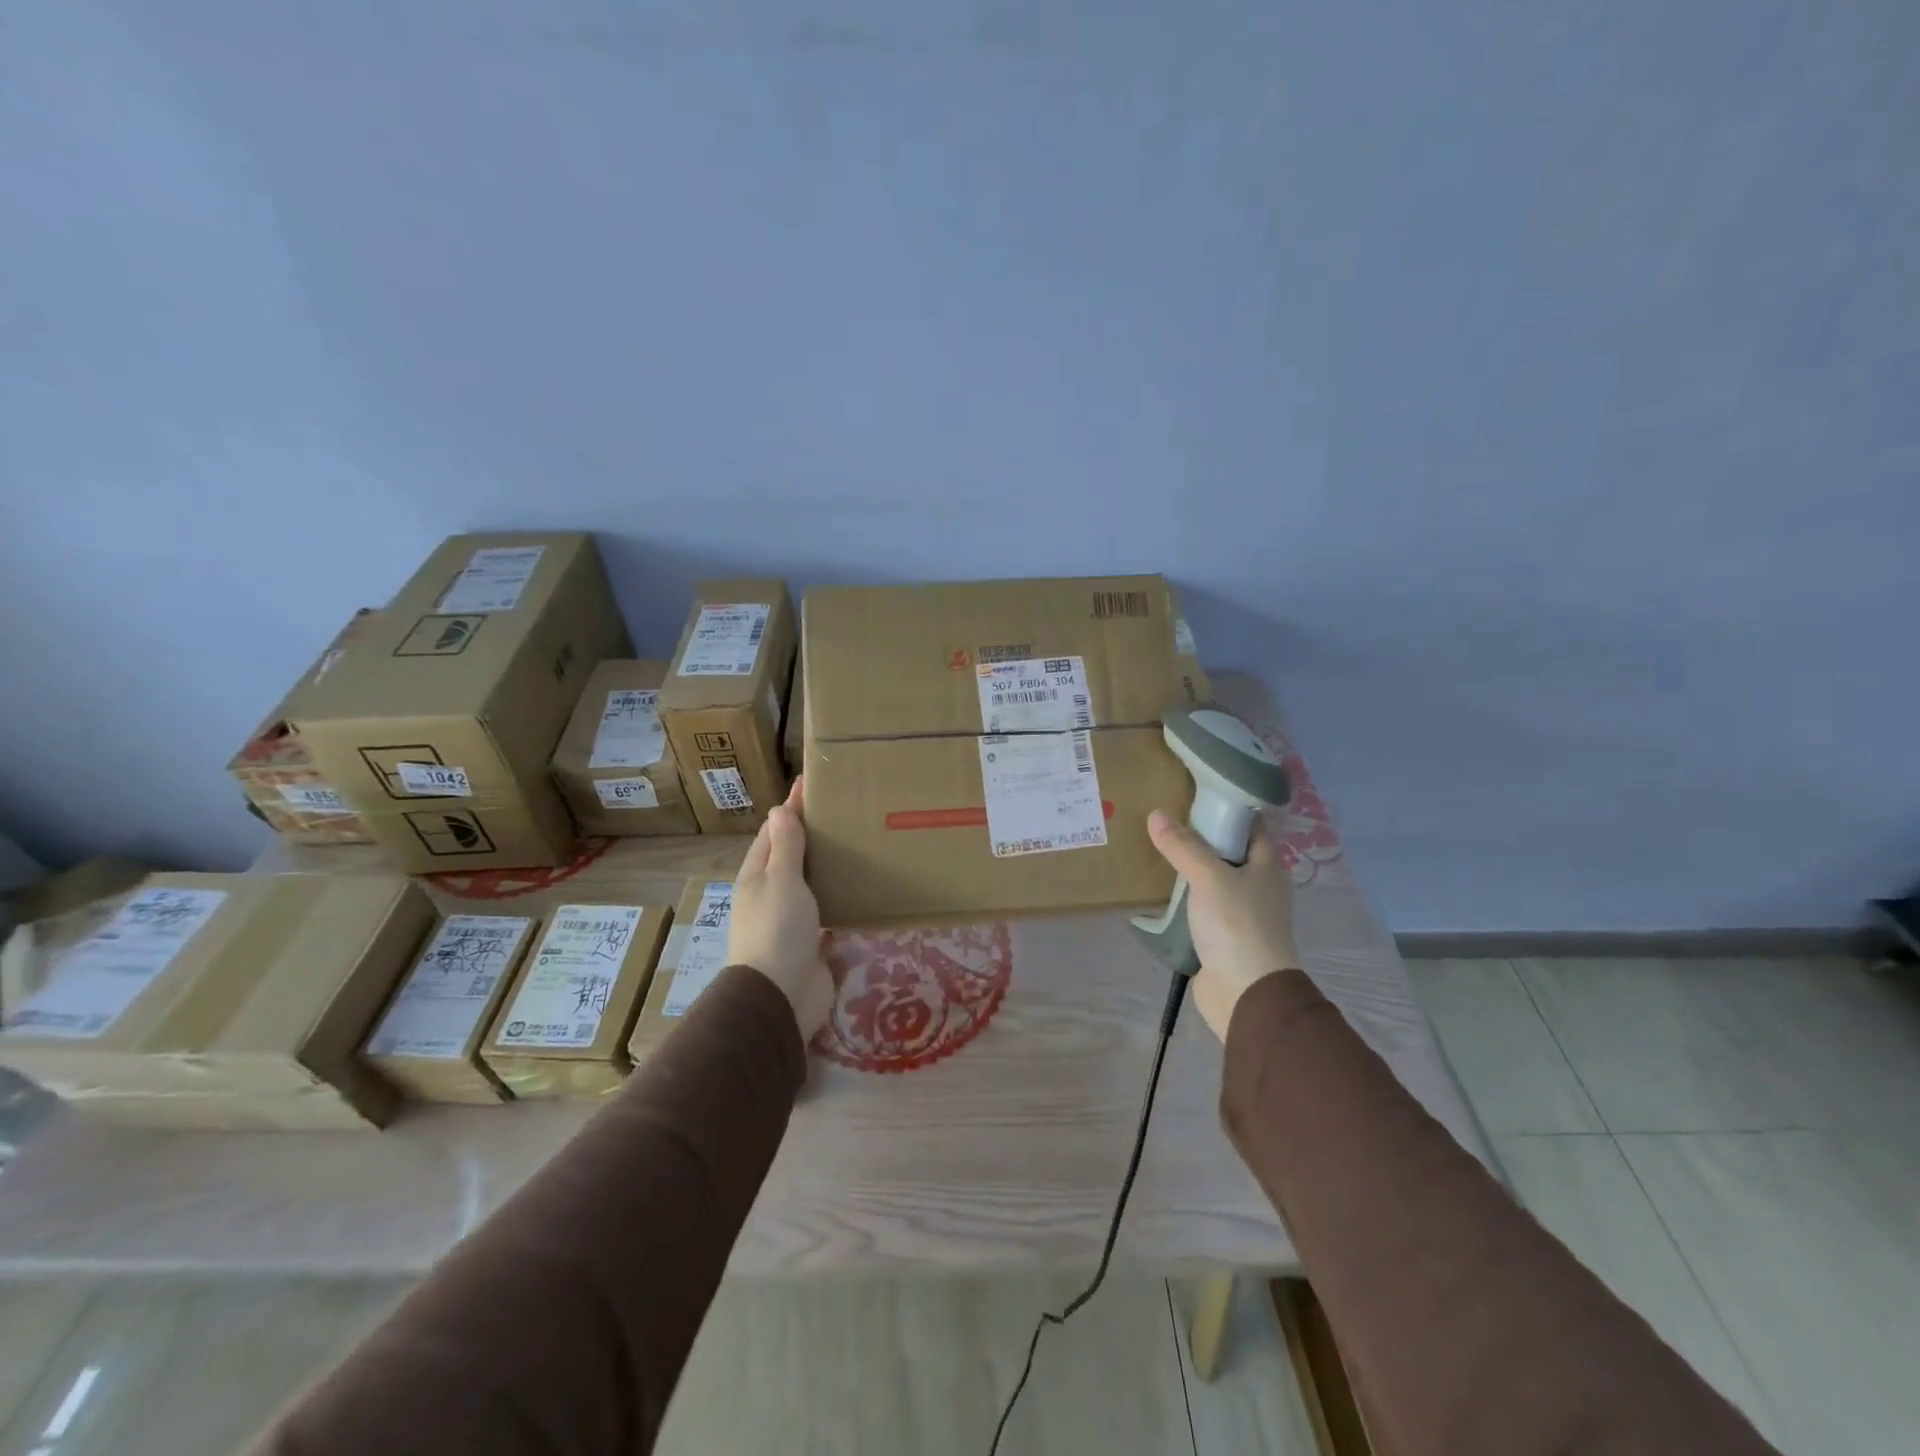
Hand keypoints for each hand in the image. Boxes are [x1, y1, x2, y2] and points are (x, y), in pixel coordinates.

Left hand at [730, 778, 836, 1039]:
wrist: (780, 996)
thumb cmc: (777, 929)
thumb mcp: (780, 880)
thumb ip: (785, 846)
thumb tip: (779, 809)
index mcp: (757, 875)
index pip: (775, 831)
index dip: (792, 807)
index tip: (811, 782)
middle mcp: (771, 894)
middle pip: (792, 856)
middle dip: (812, 834)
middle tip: (844, 811)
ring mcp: (791, 919)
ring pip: (810, 883)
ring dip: (827, 865)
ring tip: (857, 843)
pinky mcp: (812, 941)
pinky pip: (827, 910)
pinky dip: (839, 896)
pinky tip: (859, 887)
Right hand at [1146, 809, 1301, 1041]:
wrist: (1246, 994)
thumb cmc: (1238, 926)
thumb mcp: (1209, 877)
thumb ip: (1182, 846)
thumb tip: (1156, 814)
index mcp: (1267, 866)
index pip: (1250, 826)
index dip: (1227, 809)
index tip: (1194, 794)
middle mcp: (1257, 886)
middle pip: (1228, 852)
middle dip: (1200, 838)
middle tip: (1164, 820)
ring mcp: (1240, 914)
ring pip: (1212, 881)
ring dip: (1189, 870)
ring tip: (1154, 849)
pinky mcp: (1221, 937)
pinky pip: (1199, 908)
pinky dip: (1182, 899)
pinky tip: (1158, 891)